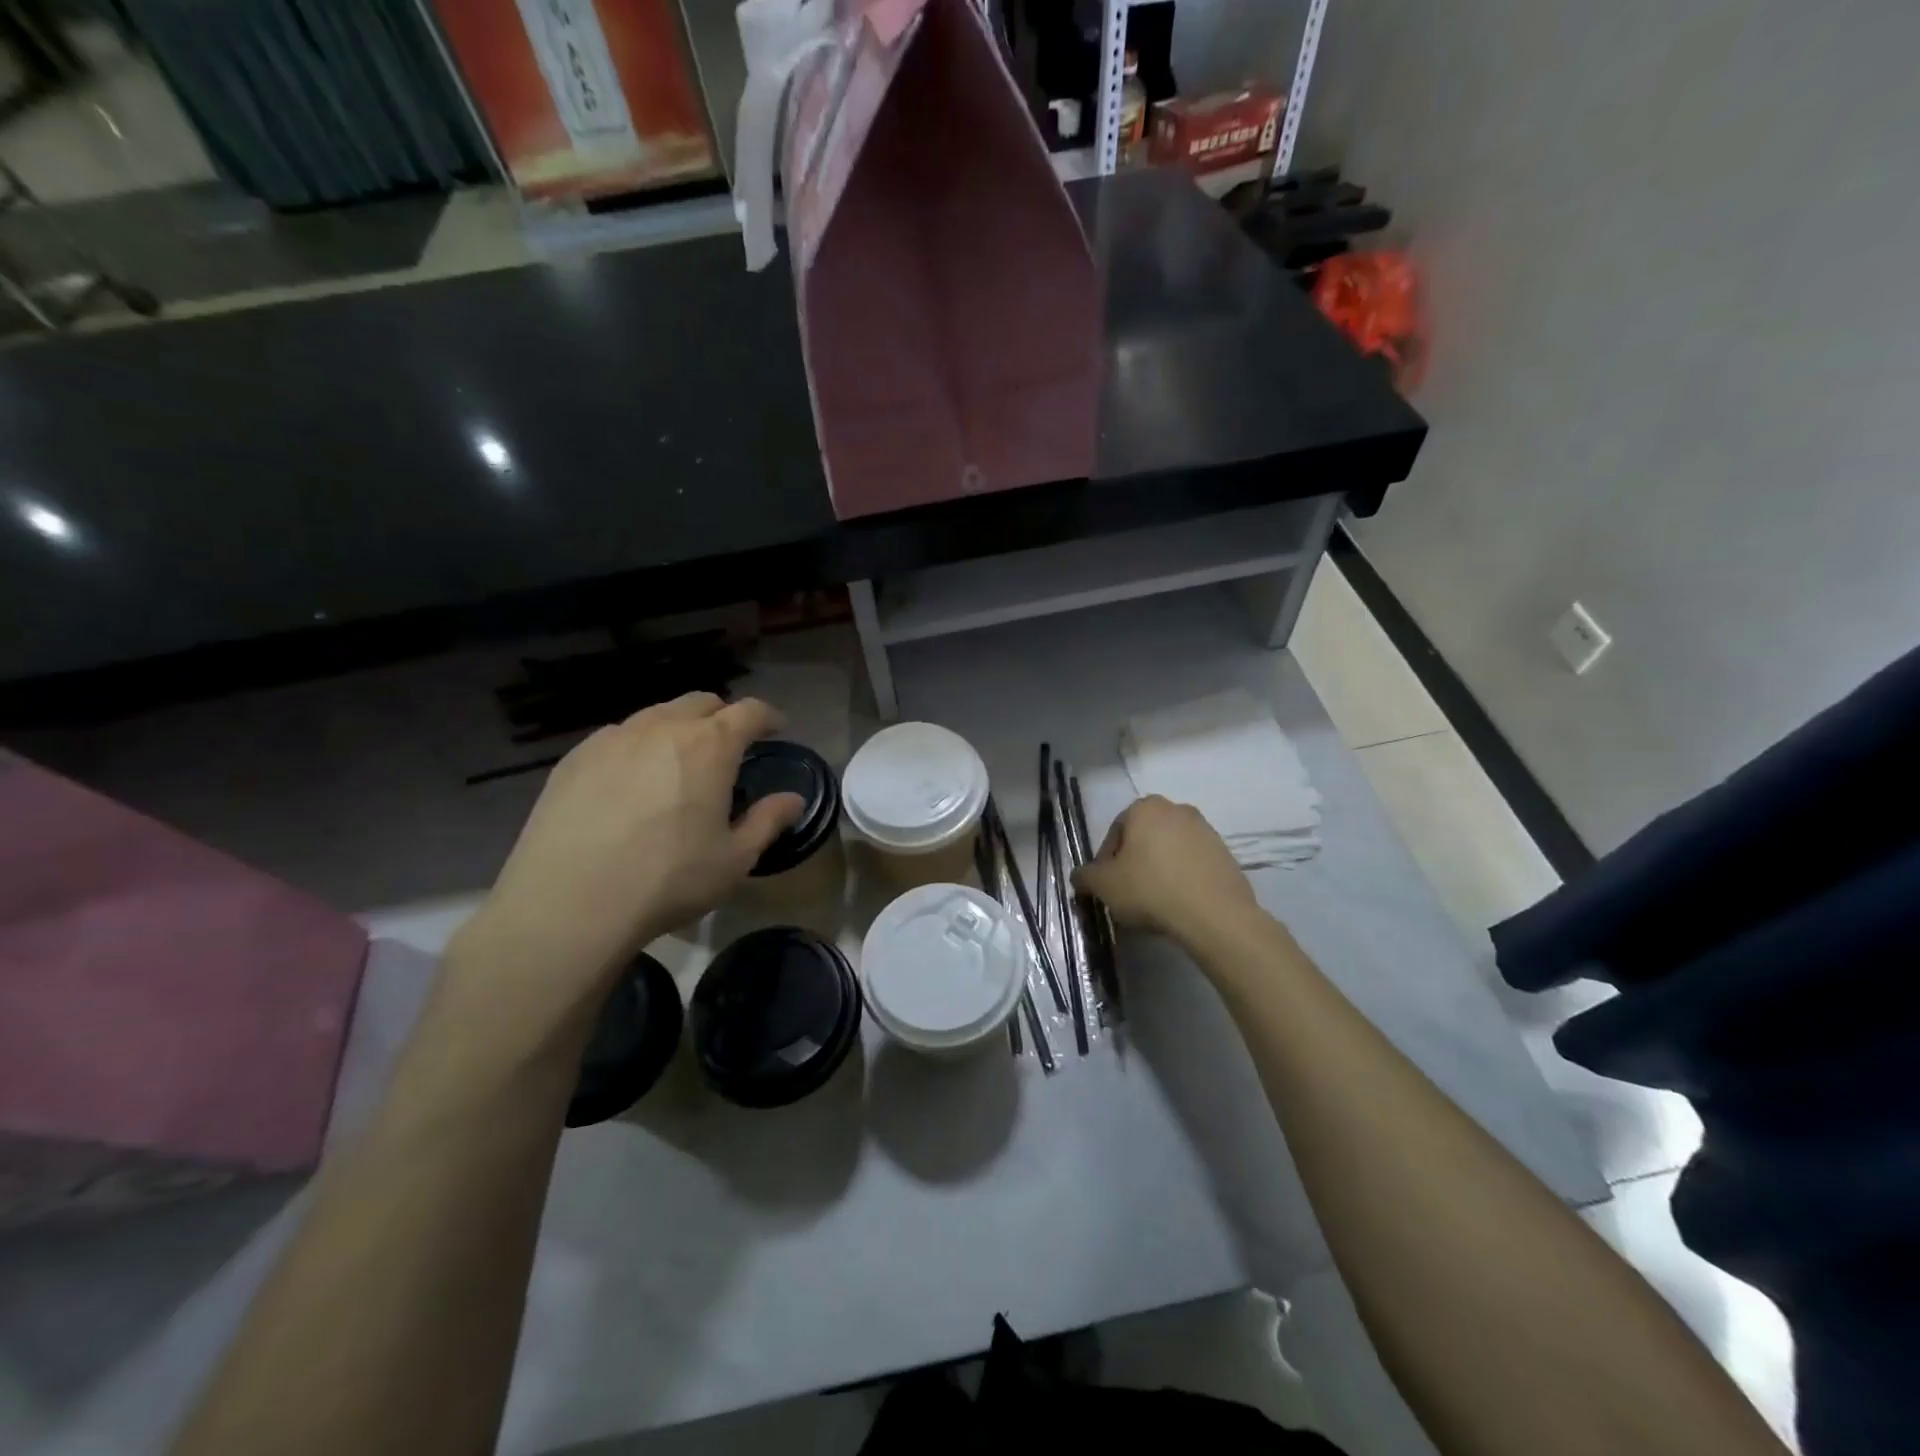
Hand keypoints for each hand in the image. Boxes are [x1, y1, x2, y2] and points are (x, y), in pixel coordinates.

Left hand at [455, 694, 803, 1011]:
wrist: (568, 904)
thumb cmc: (668, 880)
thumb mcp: (734, 859)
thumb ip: (768, 821)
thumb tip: (793, 799)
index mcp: (710, 746)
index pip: (749, 711)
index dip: (768, 716)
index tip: (777, 726)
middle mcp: (662, 728)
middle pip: (700, 702)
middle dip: (722, 716)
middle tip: (729, 746)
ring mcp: (613, 739)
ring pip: (656, 715)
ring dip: (678, 729)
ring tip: (678, 763)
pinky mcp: (574, 758)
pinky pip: (618, 738)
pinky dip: (638, 747)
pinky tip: (632, 782)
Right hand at [1072, 795, 1260, 947]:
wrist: (1214, 914)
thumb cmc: (1150, 889)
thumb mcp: (1104, 886)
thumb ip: (1085, 877)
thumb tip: (1080, 877)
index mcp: (1145, 808)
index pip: (1115, 832)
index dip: (1106, 861)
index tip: (1107, 886)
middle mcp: (1177, 809)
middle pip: (1144, 838)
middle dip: (1134, 863)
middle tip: (1128, 893)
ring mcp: (1206, 830)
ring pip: (1169, 850)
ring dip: (1159, 870)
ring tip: (1154, 902)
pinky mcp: (1226, 854)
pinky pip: (1193, 864)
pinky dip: (1183, 878)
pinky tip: (1179, 904)